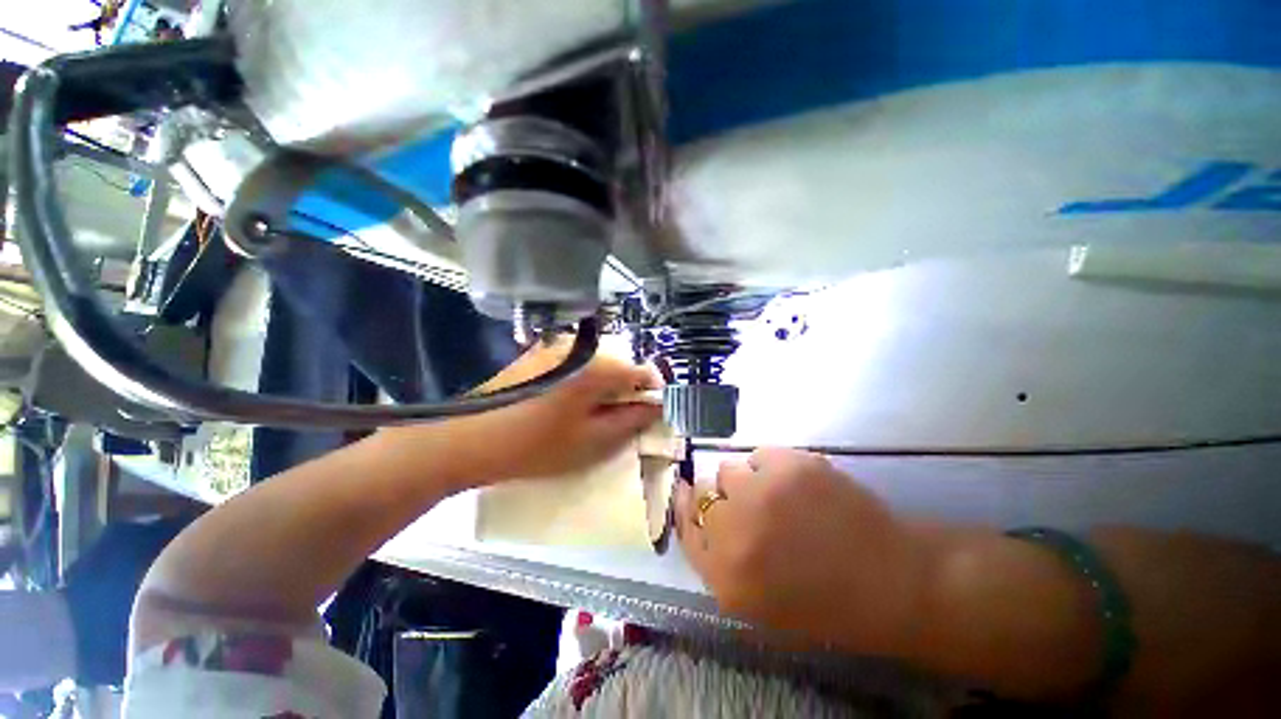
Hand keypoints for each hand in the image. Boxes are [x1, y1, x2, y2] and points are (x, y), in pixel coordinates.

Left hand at [400, 340, 662, 486]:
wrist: (469, 438)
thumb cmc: (535, 446)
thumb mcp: (591, 441)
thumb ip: (630, 421)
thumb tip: (655, 407)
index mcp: (597, 368)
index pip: (643, 372)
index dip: (651, 392)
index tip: (647, 413)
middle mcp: (581, 349)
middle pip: (620, 366)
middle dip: (625, 391)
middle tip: (614, 420)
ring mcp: (557, 348)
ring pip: (598, 365)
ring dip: (603, 387)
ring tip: (587, 414)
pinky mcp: (539, 353)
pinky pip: (576, 364)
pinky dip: (581, 381)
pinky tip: (564, 403)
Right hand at [675, 448, 928, 656]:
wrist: (892, 581)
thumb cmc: (823, 602)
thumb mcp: (756, 603)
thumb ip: (717, 562)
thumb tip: (697, 515)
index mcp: (725, 576)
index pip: (685, 528)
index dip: (682, 506)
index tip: (684, 491)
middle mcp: (734, 530)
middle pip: (703, 493)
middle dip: (723, 500)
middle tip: (752, 509)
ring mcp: (761, 492)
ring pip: (730, 470)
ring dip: (747, 483)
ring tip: (780, 499)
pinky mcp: (789, 464)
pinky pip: (760, 455)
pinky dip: (772, 468)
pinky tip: (799, 487)